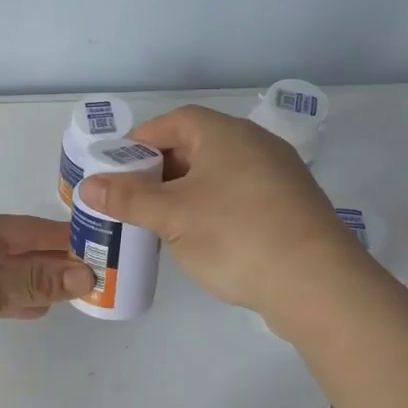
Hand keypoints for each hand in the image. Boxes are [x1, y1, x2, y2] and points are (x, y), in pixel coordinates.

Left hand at [0, 214, 94, 382]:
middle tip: (93, 276)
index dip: (66, 239)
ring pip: (3, 274)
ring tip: (70, 293)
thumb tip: (87, 273)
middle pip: (18, 250)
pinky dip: (11, 301)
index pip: (31, 230)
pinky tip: (30, 310)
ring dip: (34, 283)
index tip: (101, 249)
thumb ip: (36, 281)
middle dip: (54, 262)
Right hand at [76, 106, 351, 315]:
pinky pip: (239, 195)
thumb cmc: (237, 237)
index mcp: (226, 134)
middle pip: (196, 145)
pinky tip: (201, 237)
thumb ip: (127, 198)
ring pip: (217, 173)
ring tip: (160, 221)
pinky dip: (213, 207)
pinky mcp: (290, 207)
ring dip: (185, 191)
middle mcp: (255, 145)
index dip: (141, 142)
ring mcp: (278, 175)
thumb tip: (88, 184)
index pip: (174, 122)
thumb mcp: (172, 216)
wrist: (319, 285)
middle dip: (160, 170)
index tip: (117, 170)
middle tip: (133, 199)